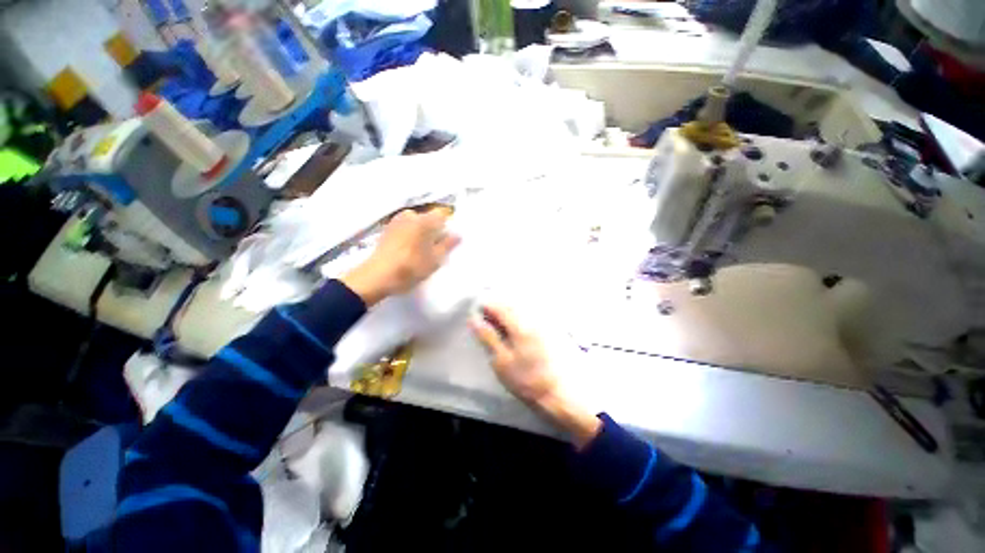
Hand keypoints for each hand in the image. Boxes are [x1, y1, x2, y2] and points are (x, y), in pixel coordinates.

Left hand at [342, 208, 459, 306]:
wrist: (377, 276)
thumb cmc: (411, 267)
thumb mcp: (435, 259)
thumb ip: (448, 245)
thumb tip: (457, 234)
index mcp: (424, 220)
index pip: (443, 215)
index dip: (446, 228)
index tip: (446, 242)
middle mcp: (410, 215)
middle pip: (428, 219)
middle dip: (433, 231)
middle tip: (434, 250)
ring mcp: (396, 221)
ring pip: (416, 224)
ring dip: (421, 234)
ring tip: (420, 252)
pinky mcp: (386, 229)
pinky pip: (405, 228)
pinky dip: (409, 236)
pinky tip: (407, 251)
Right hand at [470, 305, 600, 447]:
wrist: (567, 393)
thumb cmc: (530, 381)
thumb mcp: (502, 362)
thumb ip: (488, 337)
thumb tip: (474, 319)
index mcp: (520, 322)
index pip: (498, 305)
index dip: (485, 307)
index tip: (477, 315)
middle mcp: (534, 315)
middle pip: (511, 303)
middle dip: (497, 309)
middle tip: (488, 323)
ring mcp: (546, 320)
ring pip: (522, 307)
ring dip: (509, 313)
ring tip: (502, 328)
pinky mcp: (554, 327)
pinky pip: (533, 314)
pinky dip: (522, 318)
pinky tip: (519, 332)